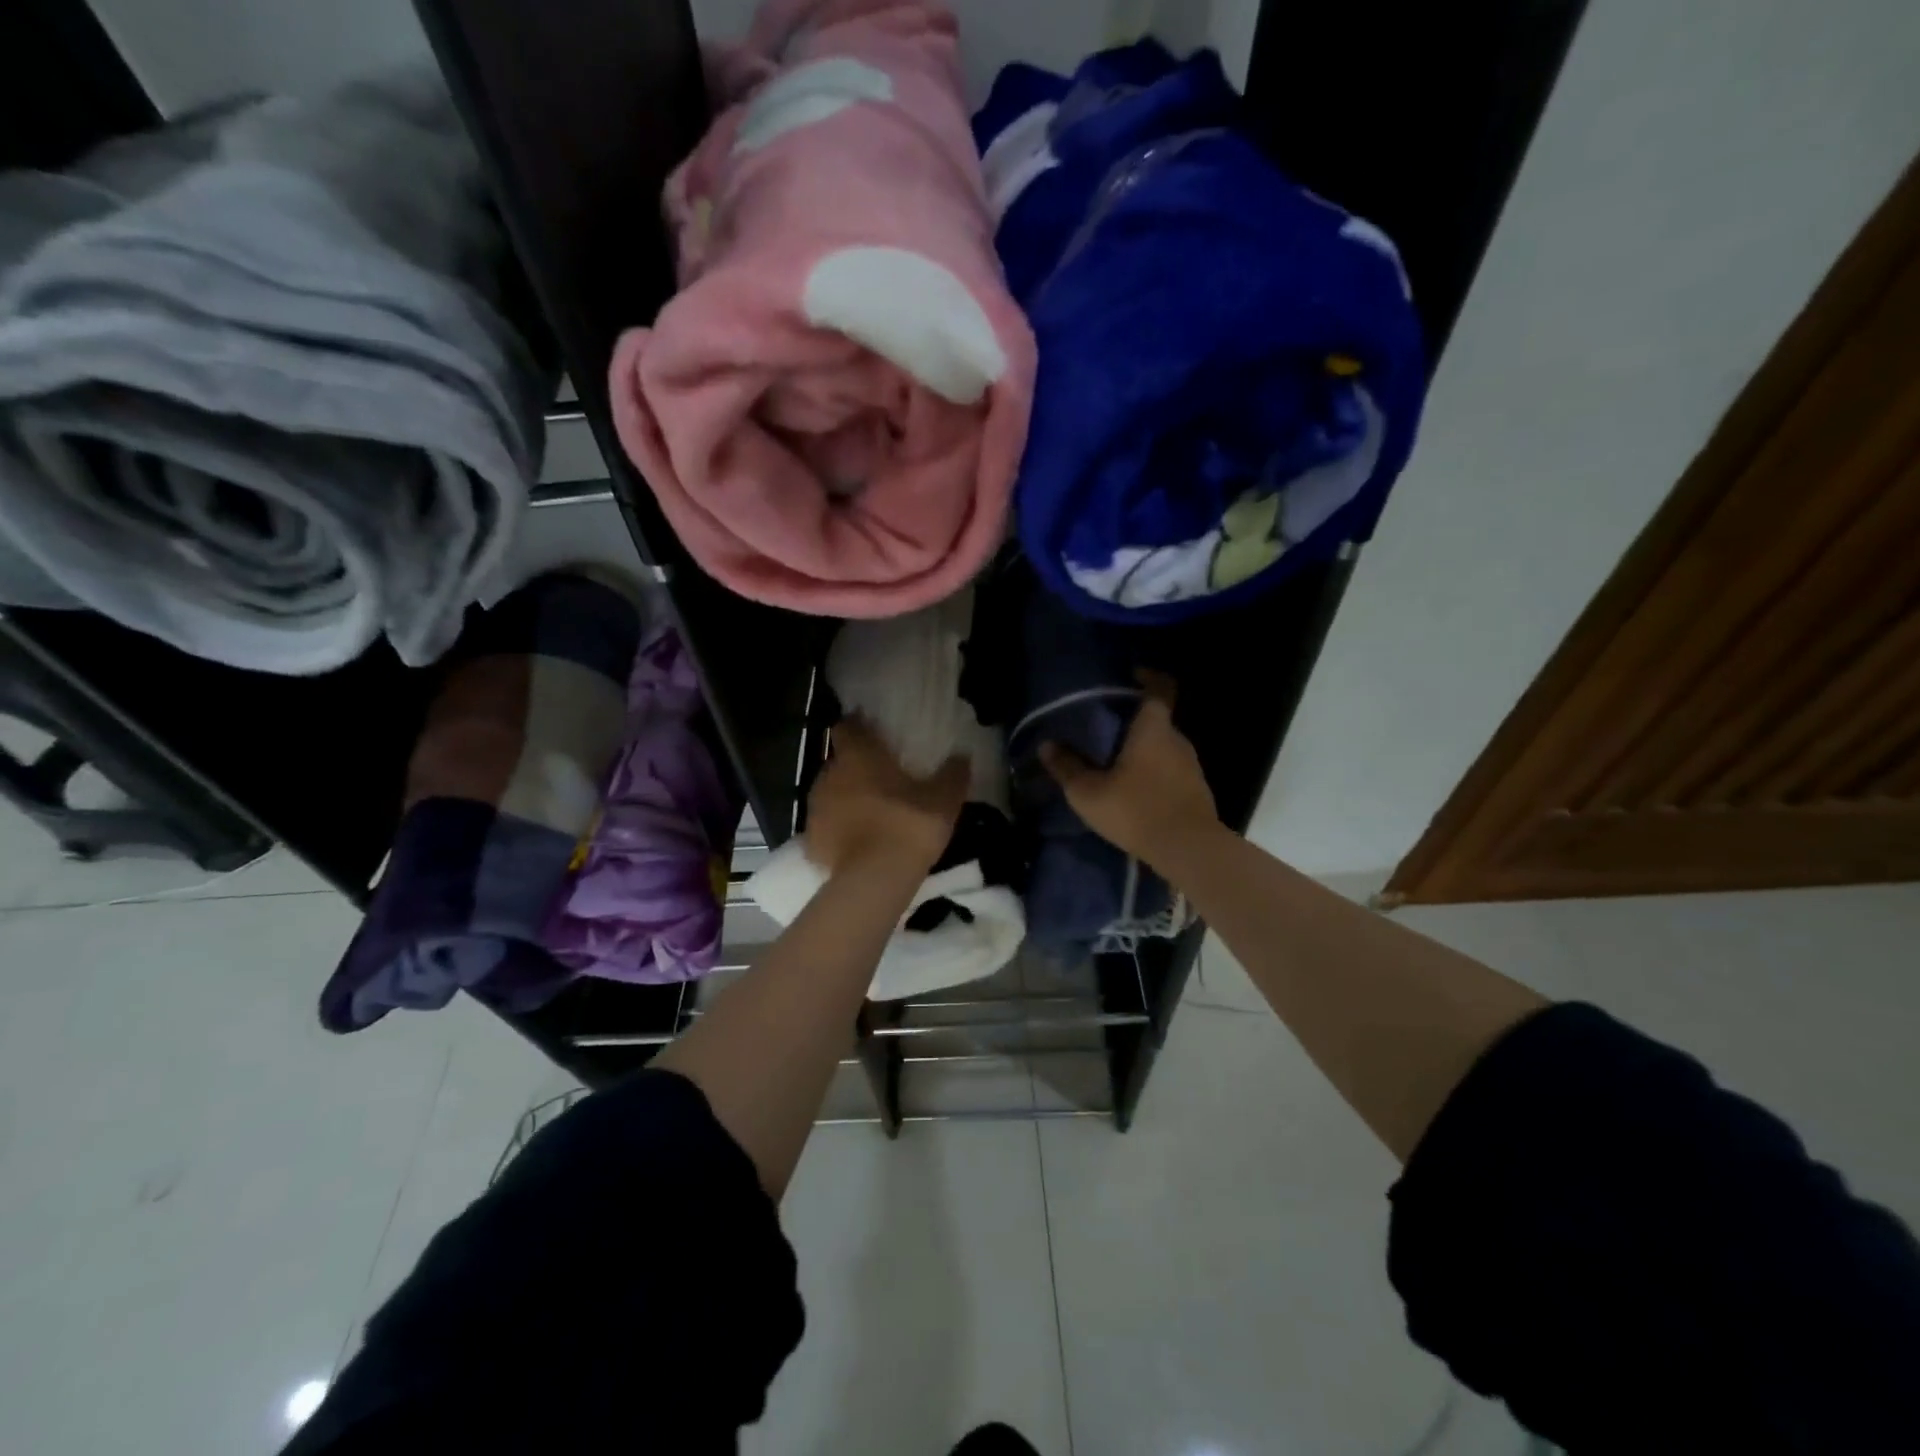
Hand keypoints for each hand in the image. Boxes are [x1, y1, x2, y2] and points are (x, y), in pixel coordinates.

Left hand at [806, 716, 967, 877]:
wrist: (874, 880)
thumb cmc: (908, 826)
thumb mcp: (943, 799)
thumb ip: (953, 774)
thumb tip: (962, 756)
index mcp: (858, 756)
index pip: (848, 727)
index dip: (858, 727)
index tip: (873, 731)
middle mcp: (830, 775)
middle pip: (839, 761)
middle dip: (857, 766)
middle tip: (882, 777)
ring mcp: (816, 808)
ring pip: (831, 793)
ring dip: (847, 797)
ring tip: (872, 811)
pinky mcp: (811, 840)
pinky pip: (827, 826)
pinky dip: (840, 829)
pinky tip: (859, 841)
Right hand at [1040, 674, 1218, 867]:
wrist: (1188, 850)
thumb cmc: (1136, 810)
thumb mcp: (1088, 792)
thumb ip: (1067, 768)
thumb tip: (1047, 746)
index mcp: (1153, 728)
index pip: (1159, 688)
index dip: (1148, 677)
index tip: (1131, 675)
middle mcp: (1177, 739)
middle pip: (1157, 719)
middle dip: (1134, 720)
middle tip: (1106, 727)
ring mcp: (1191, 766)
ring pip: (1164, 746)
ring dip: (1143, 749)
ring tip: (1116, 761)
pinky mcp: (1196, 790)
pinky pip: (1171, 770)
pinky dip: (1154, 772)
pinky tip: (1135, 789)